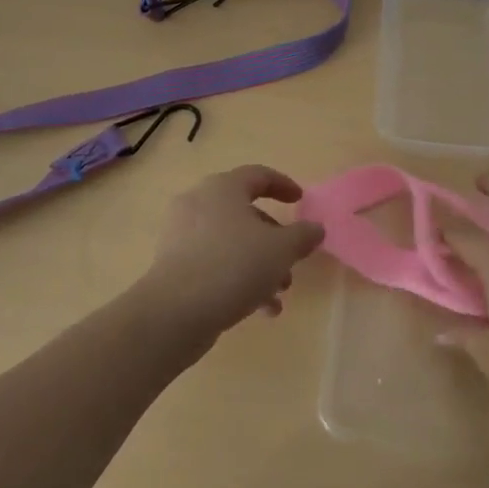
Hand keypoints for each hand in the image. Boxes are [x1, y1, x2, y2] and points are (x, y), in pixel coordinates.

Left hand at [132, 165, 324, 340]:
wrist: (174, 312)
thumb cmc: (233, 266)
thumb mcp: (281, 250)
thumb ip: (303, 236)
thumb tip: (315, 228)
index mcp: (223, 188)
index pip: (258, 175)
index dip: (283, 185)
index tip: (300, 200)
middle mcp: (199, 203)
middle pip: (245, 213)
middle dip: (274, 239)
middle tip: (292, 260)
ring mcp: (182, 235)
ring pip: (231, 242)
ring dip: (260, 264)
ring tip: (279, 294)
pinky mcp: (173, 265)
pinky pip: (214, 263)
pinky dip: (238, 278)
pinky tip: (260, 310)